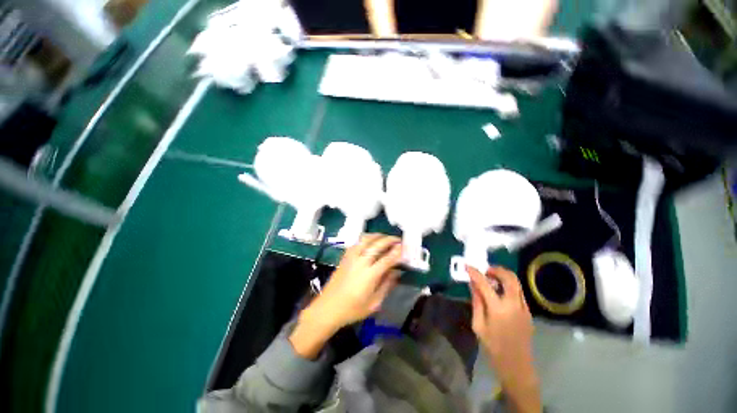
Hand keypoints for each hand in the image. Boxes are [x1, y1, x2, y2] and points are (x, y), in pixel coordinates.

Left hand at [290, 234, 402, 358]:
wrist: (327, 308)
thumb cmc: (352, 309)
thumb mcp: (374, 303)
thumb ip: (386, 285)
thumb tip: (396, 272)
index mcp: (370, 275)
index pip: (387, 259)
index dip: (397, 252)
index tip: (404, 247)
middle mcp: (361, 262)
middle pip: (377, 245)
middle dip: (389, 240)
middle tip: (398, 239)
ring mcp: (351, 257)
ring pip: (366, 239)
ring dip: (378, 236)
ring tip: (385, 237)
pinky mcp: (345, 257)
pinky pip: (356, 242)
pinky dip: (366, 238)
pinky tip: (370, 241)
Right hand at [468, 265, 540, 412]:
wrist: (517, 367)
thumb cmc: (493, 348)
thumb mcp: (478, 326)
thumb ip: (476, 303)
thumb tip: (473, 285)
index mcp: (498, 309)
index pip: (485, 284)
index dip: (475, 273)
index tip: (467, 266)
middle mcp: (514, 304)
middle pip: (509, 278)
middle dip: (496, 269)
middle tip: (485, 271)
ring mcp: (524, 308)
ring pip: (517, 283)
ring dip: (504, 276)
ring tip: (492, 279)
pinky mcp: (528, 312)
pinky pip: (519, 292)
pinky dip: (509, 286)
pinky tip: (500, 292)